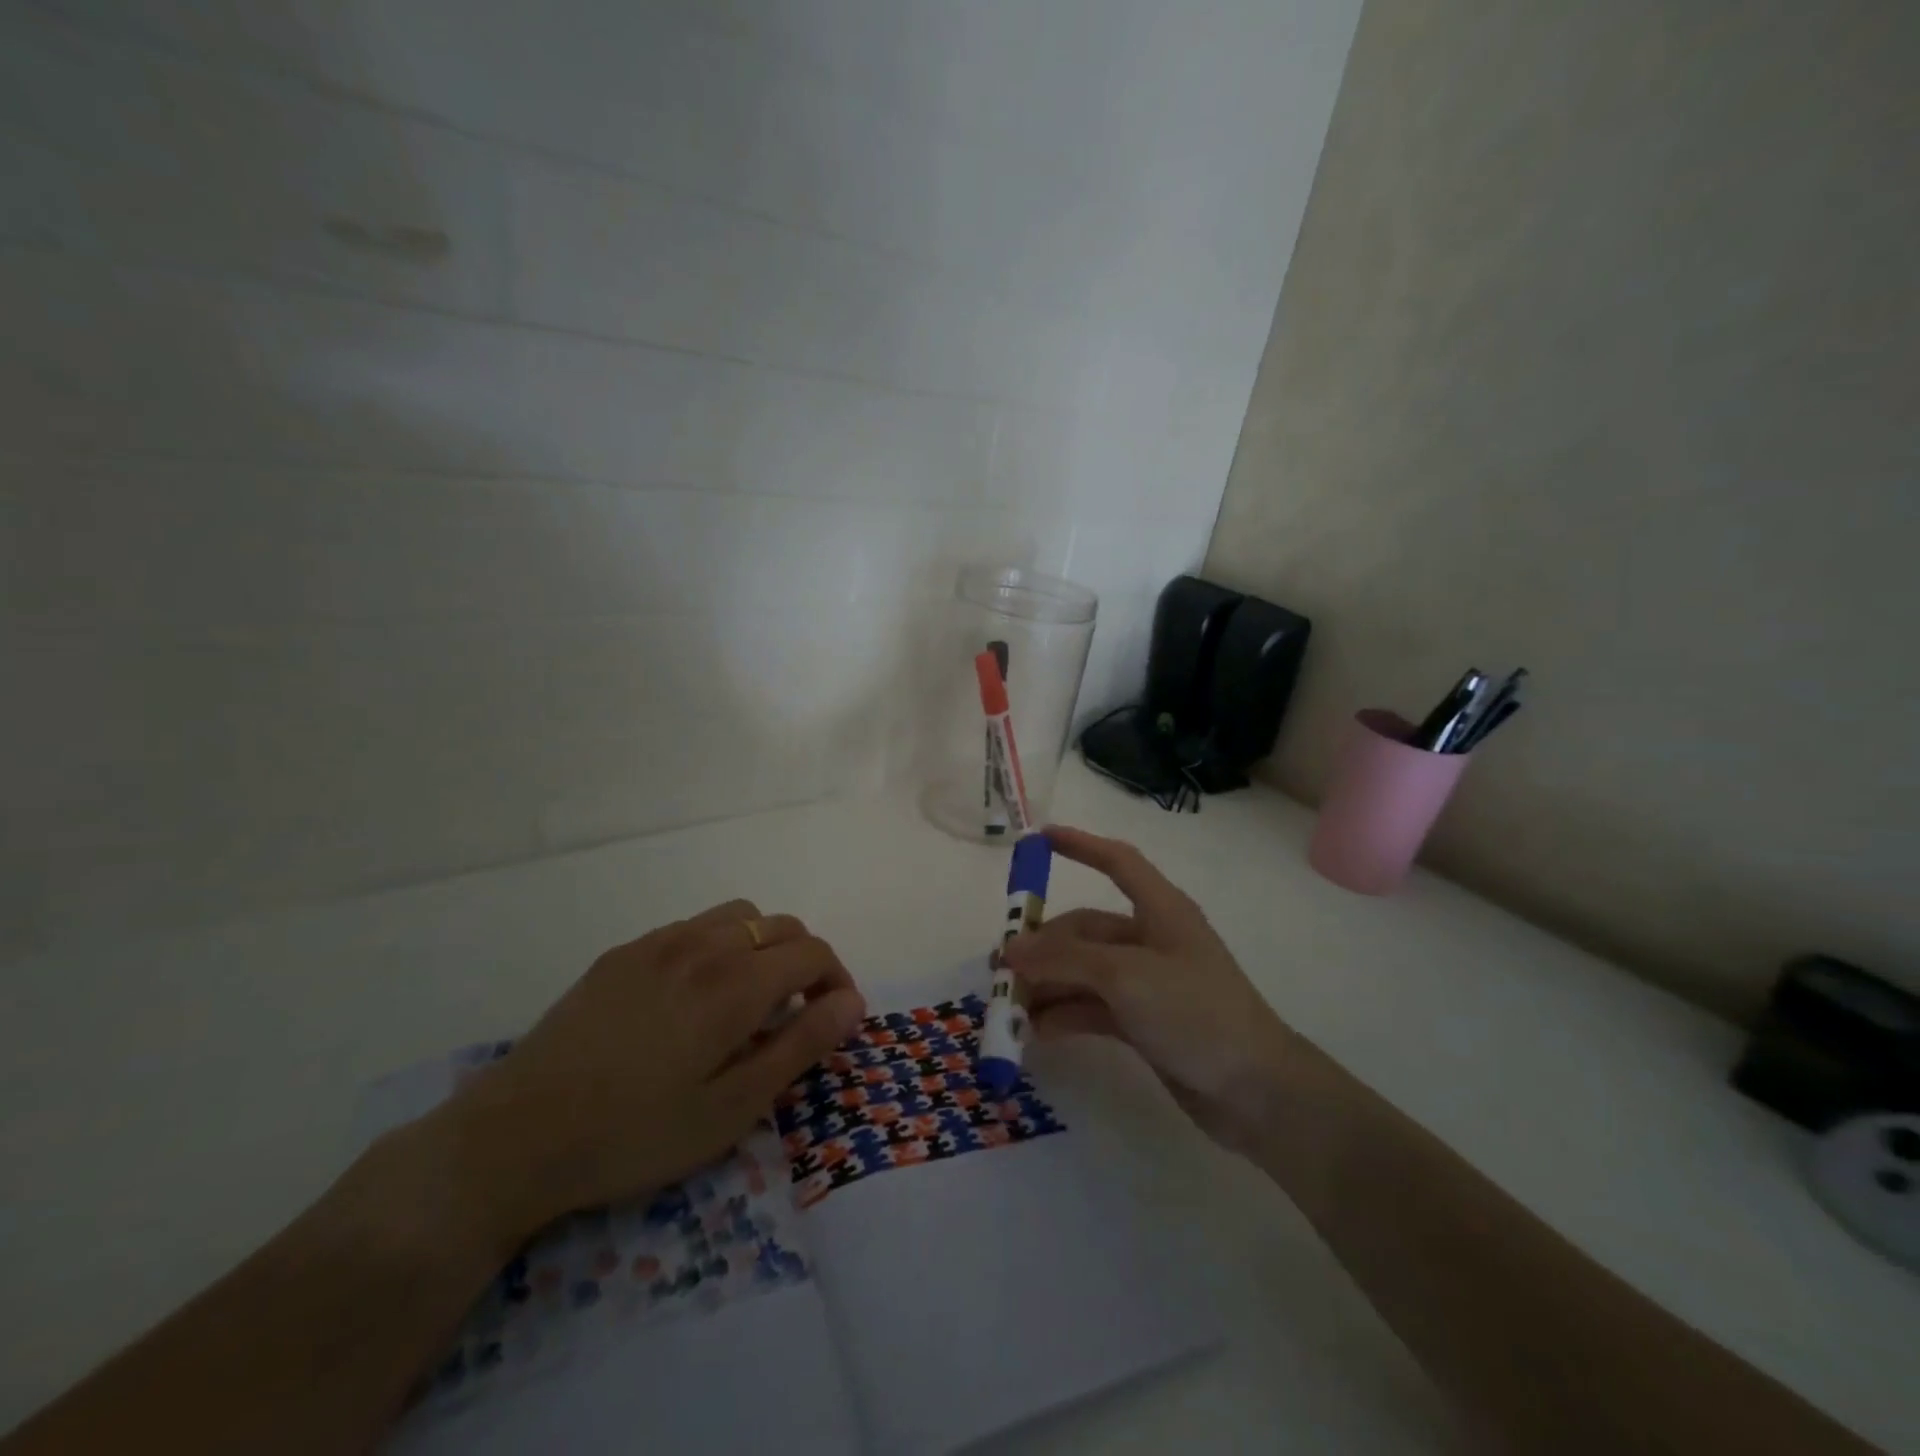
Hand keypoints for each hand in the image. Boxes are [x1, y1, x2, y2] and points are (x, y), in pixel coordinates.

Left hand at [432, 900, 865, 1243]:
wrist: (515, 1137)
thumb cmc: (635, 1134)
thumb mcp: (732, 1108)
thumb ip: (800, 1046)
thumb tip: (851, 1002)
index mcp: (735, 983)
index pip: (813, 952)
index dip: (837, 980)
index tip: (834, 1019)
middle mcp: (703, 945)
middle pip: (781, 925)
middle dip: (806, 961)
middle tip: (798, 1013)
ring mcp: (658, 942)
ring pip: (738, 917)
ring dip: (762, 946)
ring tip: (750, 998)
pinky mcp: (623, 953)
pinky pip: (693, 928)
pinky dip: (719, 946)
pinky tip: (694, 997)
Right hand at [1001, 827, 1292, 1152]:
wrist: (1256, 1091)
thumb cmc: (1195, 1011)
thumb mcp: (1125, 976)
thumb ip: (1064, 960)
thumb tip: (1009, 950)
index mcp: (1160, 910)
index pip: (1118, 862)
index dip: (1080, 845)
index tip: (1038, 839)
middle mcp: (1150, 940)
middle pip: (1086, 930)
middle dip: (1044, 946)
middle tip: (1002, 969)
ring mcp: (1146, 983)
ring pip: (1084, 971)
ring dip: (1048, 985)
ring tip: (1010, 1006)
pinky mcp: (1143, 1022)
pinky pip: (1092, 1007)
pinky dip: (1065, 1014)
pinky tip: (1036, 1031)